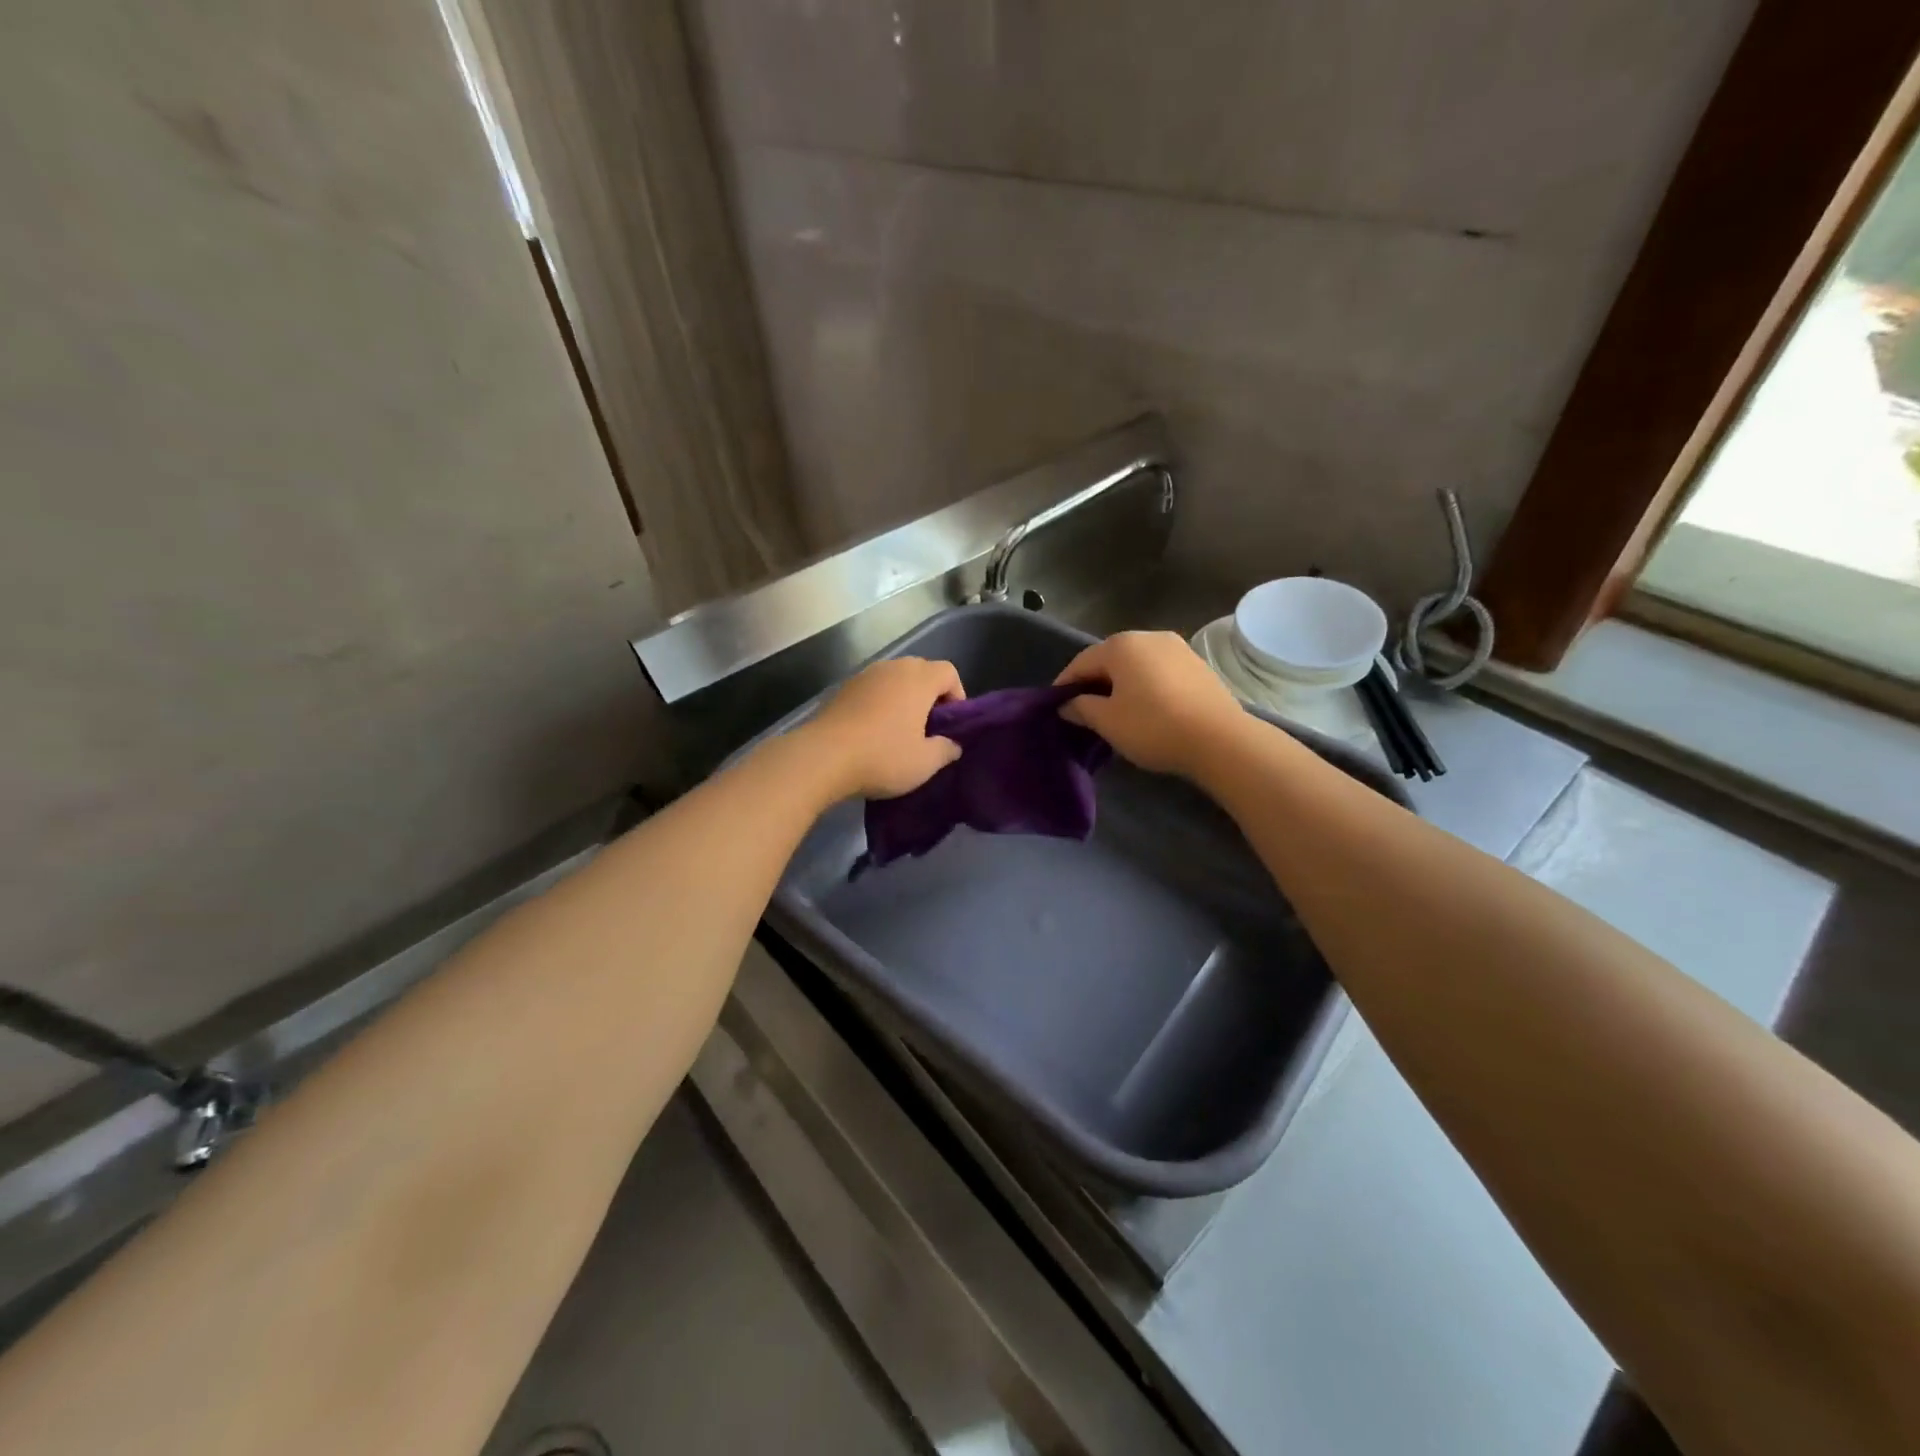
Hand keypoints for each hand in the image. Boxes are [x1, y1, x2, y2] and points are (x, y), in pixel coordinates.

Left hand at [804, 657, 964, 799]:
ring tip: (900, 729)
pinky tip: (873, 730)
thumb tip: (953, 744)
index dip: (957, 694)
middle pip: (922, 670)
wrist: (822, 757)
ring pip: (895, 678)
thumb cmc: (883, 756)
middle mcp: (893, 668)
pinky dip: (880, 702)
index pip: (949, 672)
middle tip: (928, 727)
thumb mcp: (924, 763)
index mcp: (919, 679)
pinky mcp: (843, 688)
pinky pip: (872, 688)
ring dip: (903, 697)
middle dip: (930, 694)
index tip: (952, 723)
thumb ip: (946, 750)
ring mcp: (865, 675)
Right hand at [1054, 631, 1243, 777]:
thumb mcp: (1108, 721)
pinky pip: (1159, 672)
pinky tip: (1146, 709)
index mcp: (1121, 646)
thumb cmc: (1154, 726)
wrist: (1220, 739)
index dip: (1065, 685)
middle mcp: (1148, 637)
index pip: (1081, 662)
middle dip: (1094, 683)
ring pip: (1136, 665)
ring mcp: (1177, 648)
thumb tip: (1067, 704)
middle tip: (1083, 710)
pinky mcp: (1197, 665)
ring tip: (1115, 711)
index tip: (1055, 706)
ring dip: (1121, 684)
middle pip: (1110, 659)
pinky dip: (1145, 686)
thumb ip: (1082, 708)